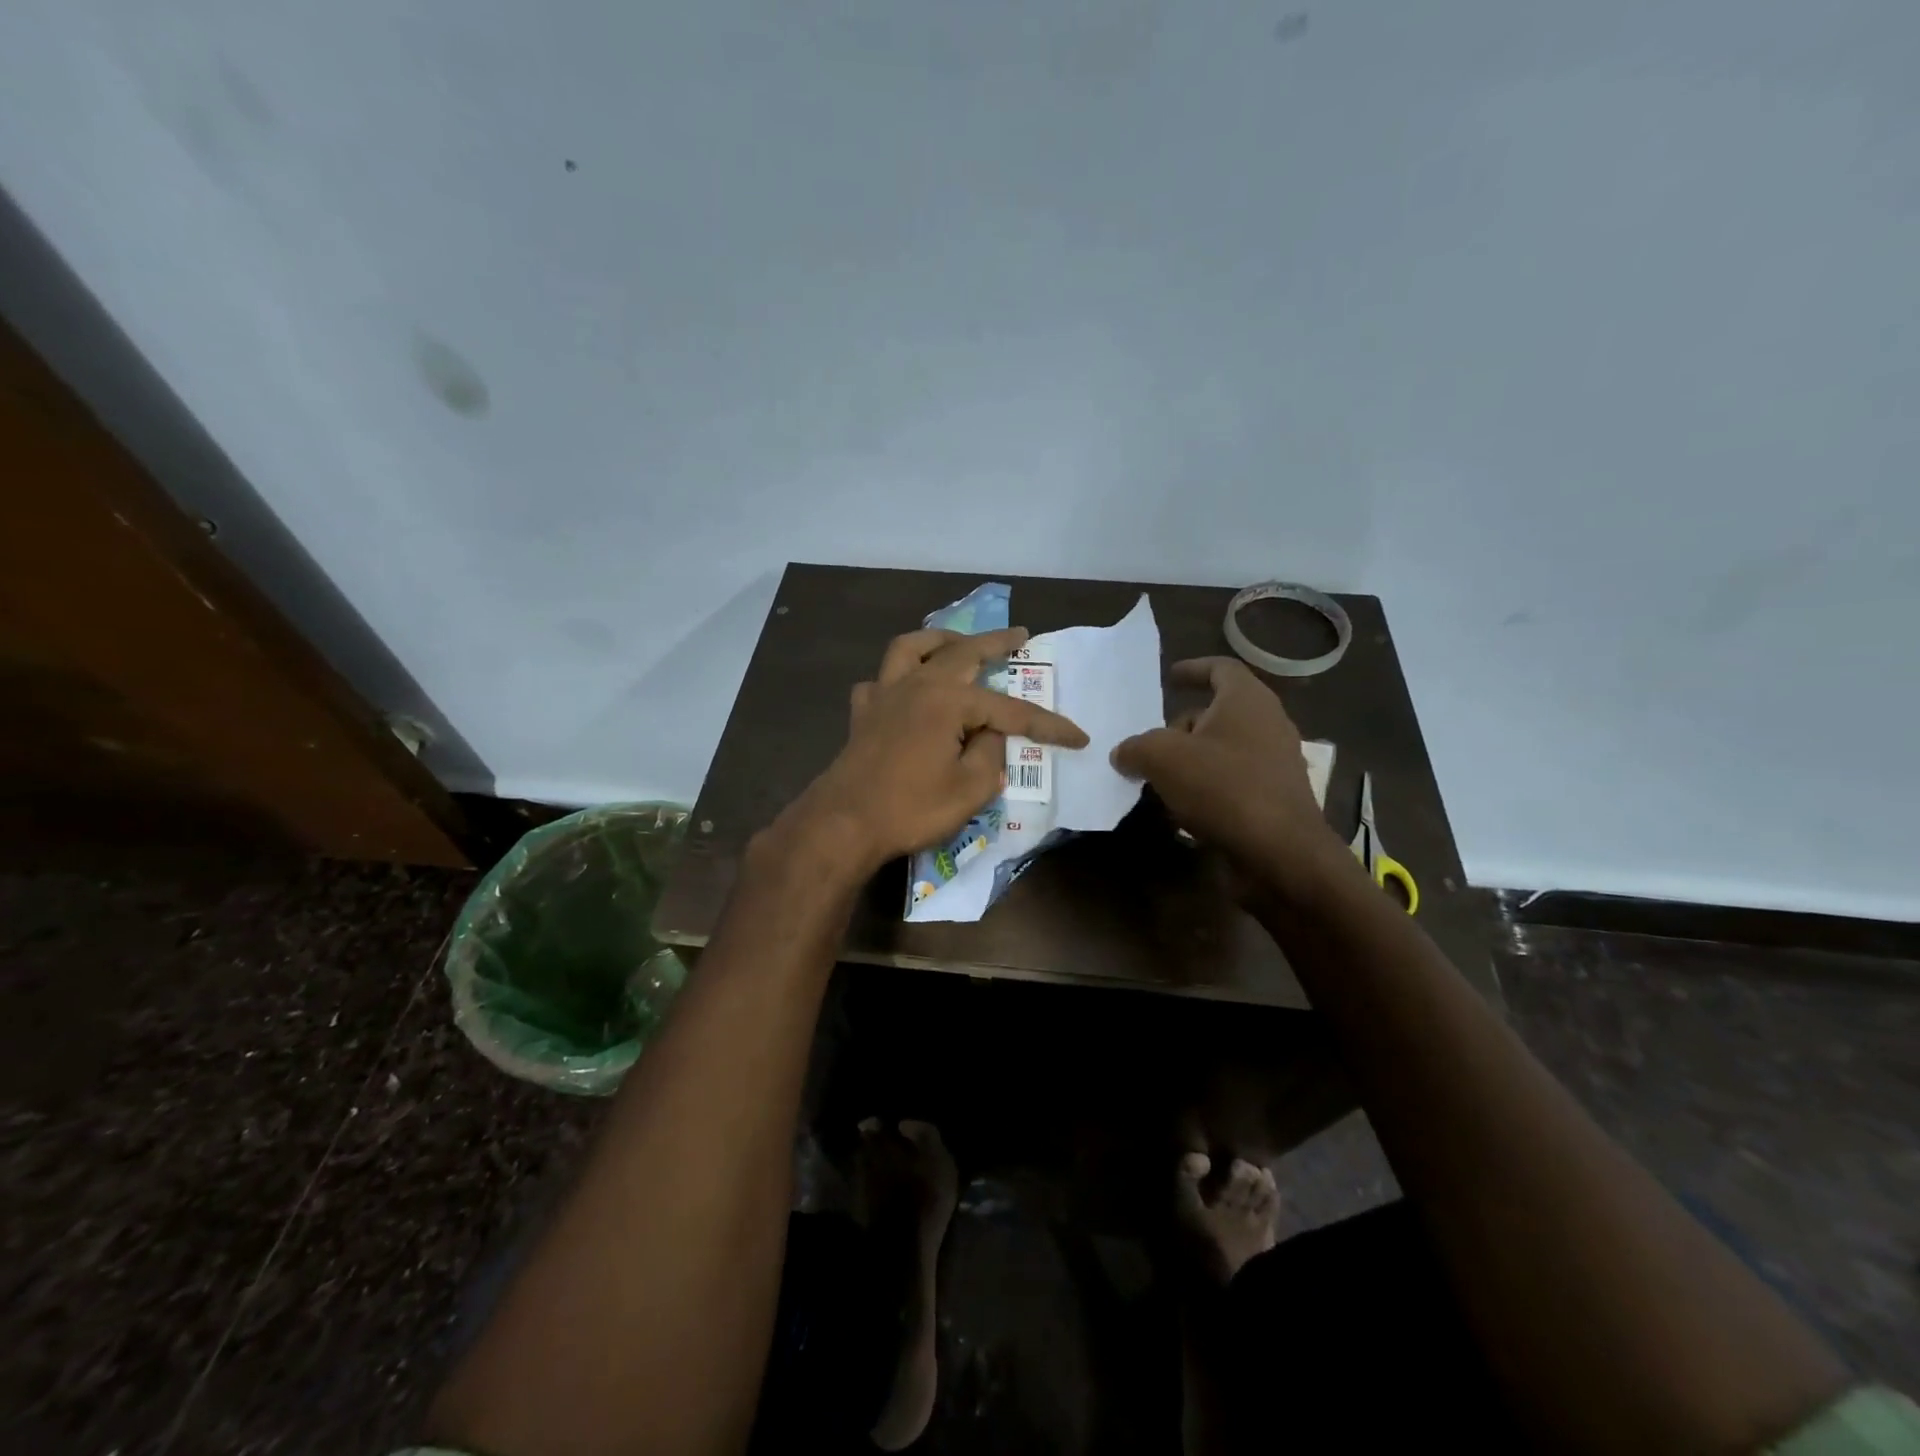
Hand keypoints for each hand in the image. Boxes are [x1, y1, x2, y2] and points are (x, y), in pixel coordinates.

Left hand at [781, 626, 1088, 876]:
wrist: (844, 823)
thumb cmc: (910, 807)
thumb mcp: (969, 789)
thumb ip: (990, 755)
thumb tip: (990, 735)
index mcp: (948, 701)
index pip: (1010, 710)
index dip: (1047, 724)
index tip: (1078, 737)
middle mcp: (916, 685)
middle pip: (962, 653)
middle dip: (996, 642)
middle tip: (1020, 634)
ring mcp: (884, 695)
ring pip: (911, 648)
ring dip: (939, 639)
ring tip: (957, 641)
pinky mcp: (862, 714)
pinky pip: (879, 681)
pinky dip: (895, 677)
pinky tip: (904, 688)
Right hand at [1112, 657, 1344, 890]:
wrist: (1280, 854)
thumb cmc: (1223, 787)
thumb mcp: (1163, 758)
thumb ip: (1136, 747)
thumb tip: (1123, 753)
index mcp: (1247, 700)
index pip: (1220, 668)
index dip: (1192, 669)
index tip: (1169, 677)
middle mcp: (1267, 725)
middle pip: (1216, 713)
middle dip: (1180, 727)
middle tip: (1149, 747)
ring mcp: (1275, 764)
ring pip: (1222, 750)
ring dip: (1189, 761)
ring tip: (1157, 781)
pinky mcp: (1274, 799)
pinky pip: (1232, 782)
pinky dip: (1205, 789)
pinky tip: (1181, 812)